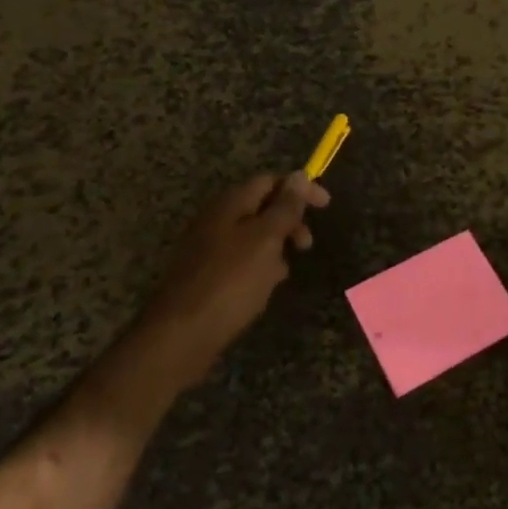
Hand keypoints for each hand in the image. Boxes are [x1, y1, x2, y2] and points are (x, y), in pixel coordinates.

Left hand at [113, 172, 329, 407]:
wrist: (182, 334)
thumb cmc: (230, 281)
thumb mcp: (265, 239)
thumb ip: (284, 207)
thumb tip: (299, 174)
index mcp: (230, 204)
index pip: (269, 181)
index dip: (299, 188)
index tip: (326, 206)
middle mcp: (217, 219)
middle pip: (261, 207)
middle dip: (289, 220)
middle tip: (306, 244)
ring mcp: (209, 247)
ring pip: (253, 236)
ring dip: (276, 246)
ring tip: (286, 269)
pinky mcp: (208, 274)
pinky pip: (242, 260)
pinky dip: (260, 266)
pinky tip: (265, 287)